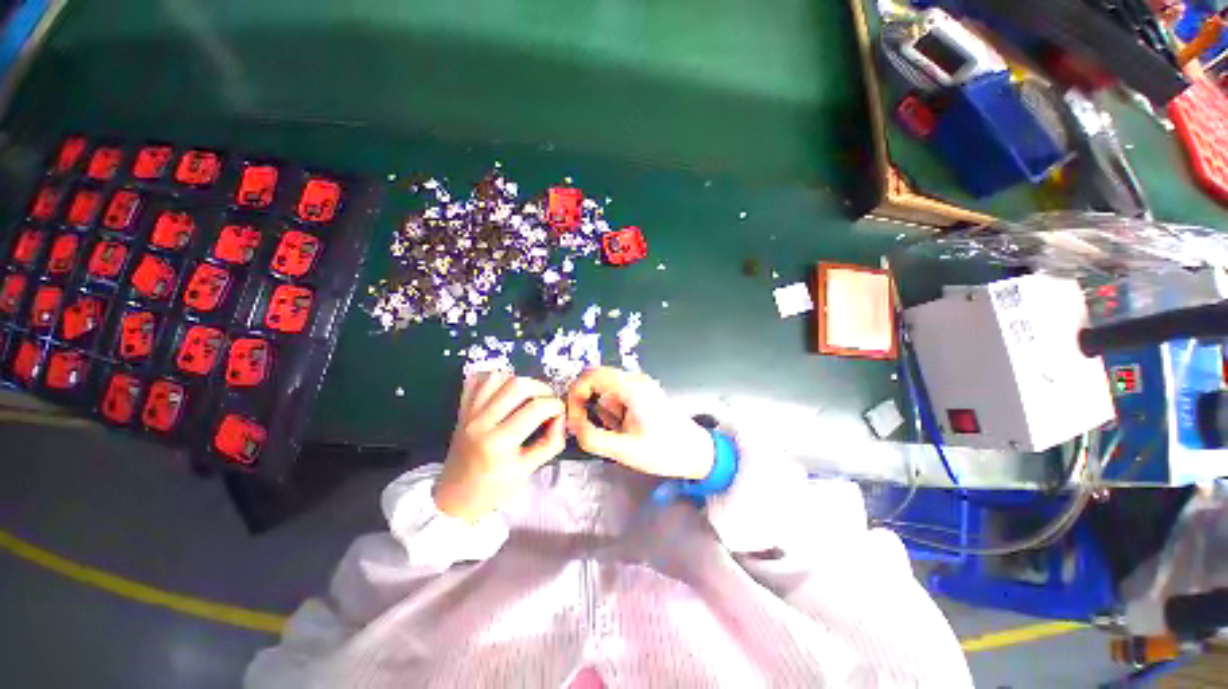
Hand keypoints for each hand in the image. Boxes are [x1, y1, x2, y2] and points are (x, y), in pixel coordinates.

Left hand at [434, 372, 566, 521]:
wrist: (455, 498)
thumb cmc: (494, 488)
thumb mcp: (528, 471)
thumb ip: (551, 443)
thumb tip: (561, 417)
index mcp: (498, 442)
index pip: (536, 408)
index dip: (556, 405)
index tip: (560, 412)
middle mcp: (481, 422)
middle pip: (517, 385)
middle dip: (541, 388)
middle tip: (547, 401)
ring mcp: (468, 413)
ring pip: (497, 377)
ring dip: (518, 382)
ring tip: (527, 397)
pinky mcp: (461, 408)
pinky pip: (477, 380)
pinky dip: (494, 379)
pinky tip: (505, 392)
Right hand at [565, 367, 713, 479]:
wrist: (696, 453)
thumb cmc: (665, 451)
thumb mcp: (624, 450)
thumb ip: (592, 438)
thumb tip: (572, 426)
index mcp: (631, 387)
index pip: (590, 375)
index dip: (575, 394)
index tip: (573, 418)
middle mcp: (635, 380)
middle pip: (596, 382)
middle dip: (586, 406)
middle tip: (587, 429)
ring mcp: (639, 386)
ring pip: (605, 393)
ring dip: (602, 413)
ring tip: (618, 434)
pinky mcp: (642, 395)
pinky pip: (616, 398)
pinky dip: (612, 414)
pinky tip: (626, 430)